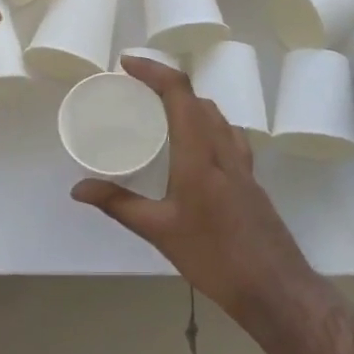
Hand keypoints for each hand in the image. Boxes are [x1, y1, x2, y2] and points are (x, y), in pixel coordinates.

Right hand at [72, 56, 313, 316]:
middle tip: (135, 90)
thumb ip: (118, 204)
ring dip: (189, 102)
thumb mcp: (159, 232)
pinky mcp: (252, 179)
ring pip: (216, 115)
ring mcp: (243, 163)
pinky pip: (227, 135)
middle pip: (197, 99)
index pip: (179, 93)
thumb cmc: (214, 257)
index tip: (126, 64)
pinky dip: (207, 124)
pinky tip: (196, 147)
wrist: (276, 288)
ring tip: (161, 113)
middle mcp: (223, 148)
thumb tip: (78, 189)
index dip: (153, 70)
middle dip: (166, 84)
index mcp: (199, 154)